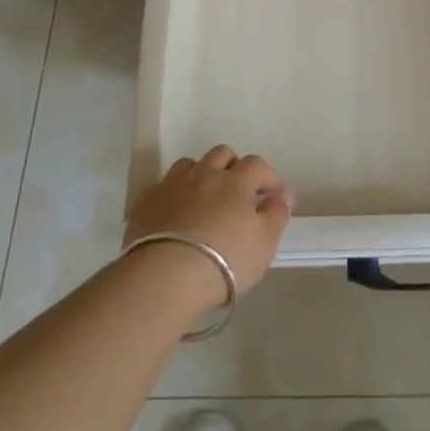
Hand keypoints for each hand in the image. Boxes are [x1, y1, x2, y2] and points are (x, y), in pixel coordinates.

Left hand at [124, 146, 294, 305]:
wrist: (166, 276)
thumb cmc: (225, 260)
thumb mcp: (264, 243)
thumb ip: (277, 214)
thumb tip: (284, 193)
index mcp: (235, 181)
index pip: (256, 165)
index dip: (267, 176)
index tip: (271, 194)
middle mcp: (204, 174)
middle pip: (221, 154)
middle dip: (232, 166)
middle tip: (237, 190)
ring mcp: (172, 185)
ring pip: (189, 164)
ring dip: (200, 174)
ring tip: (203, 197)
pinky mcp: (146, 203)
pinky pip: (161, 187)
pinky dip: (171, 194)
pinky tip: (173, 212)